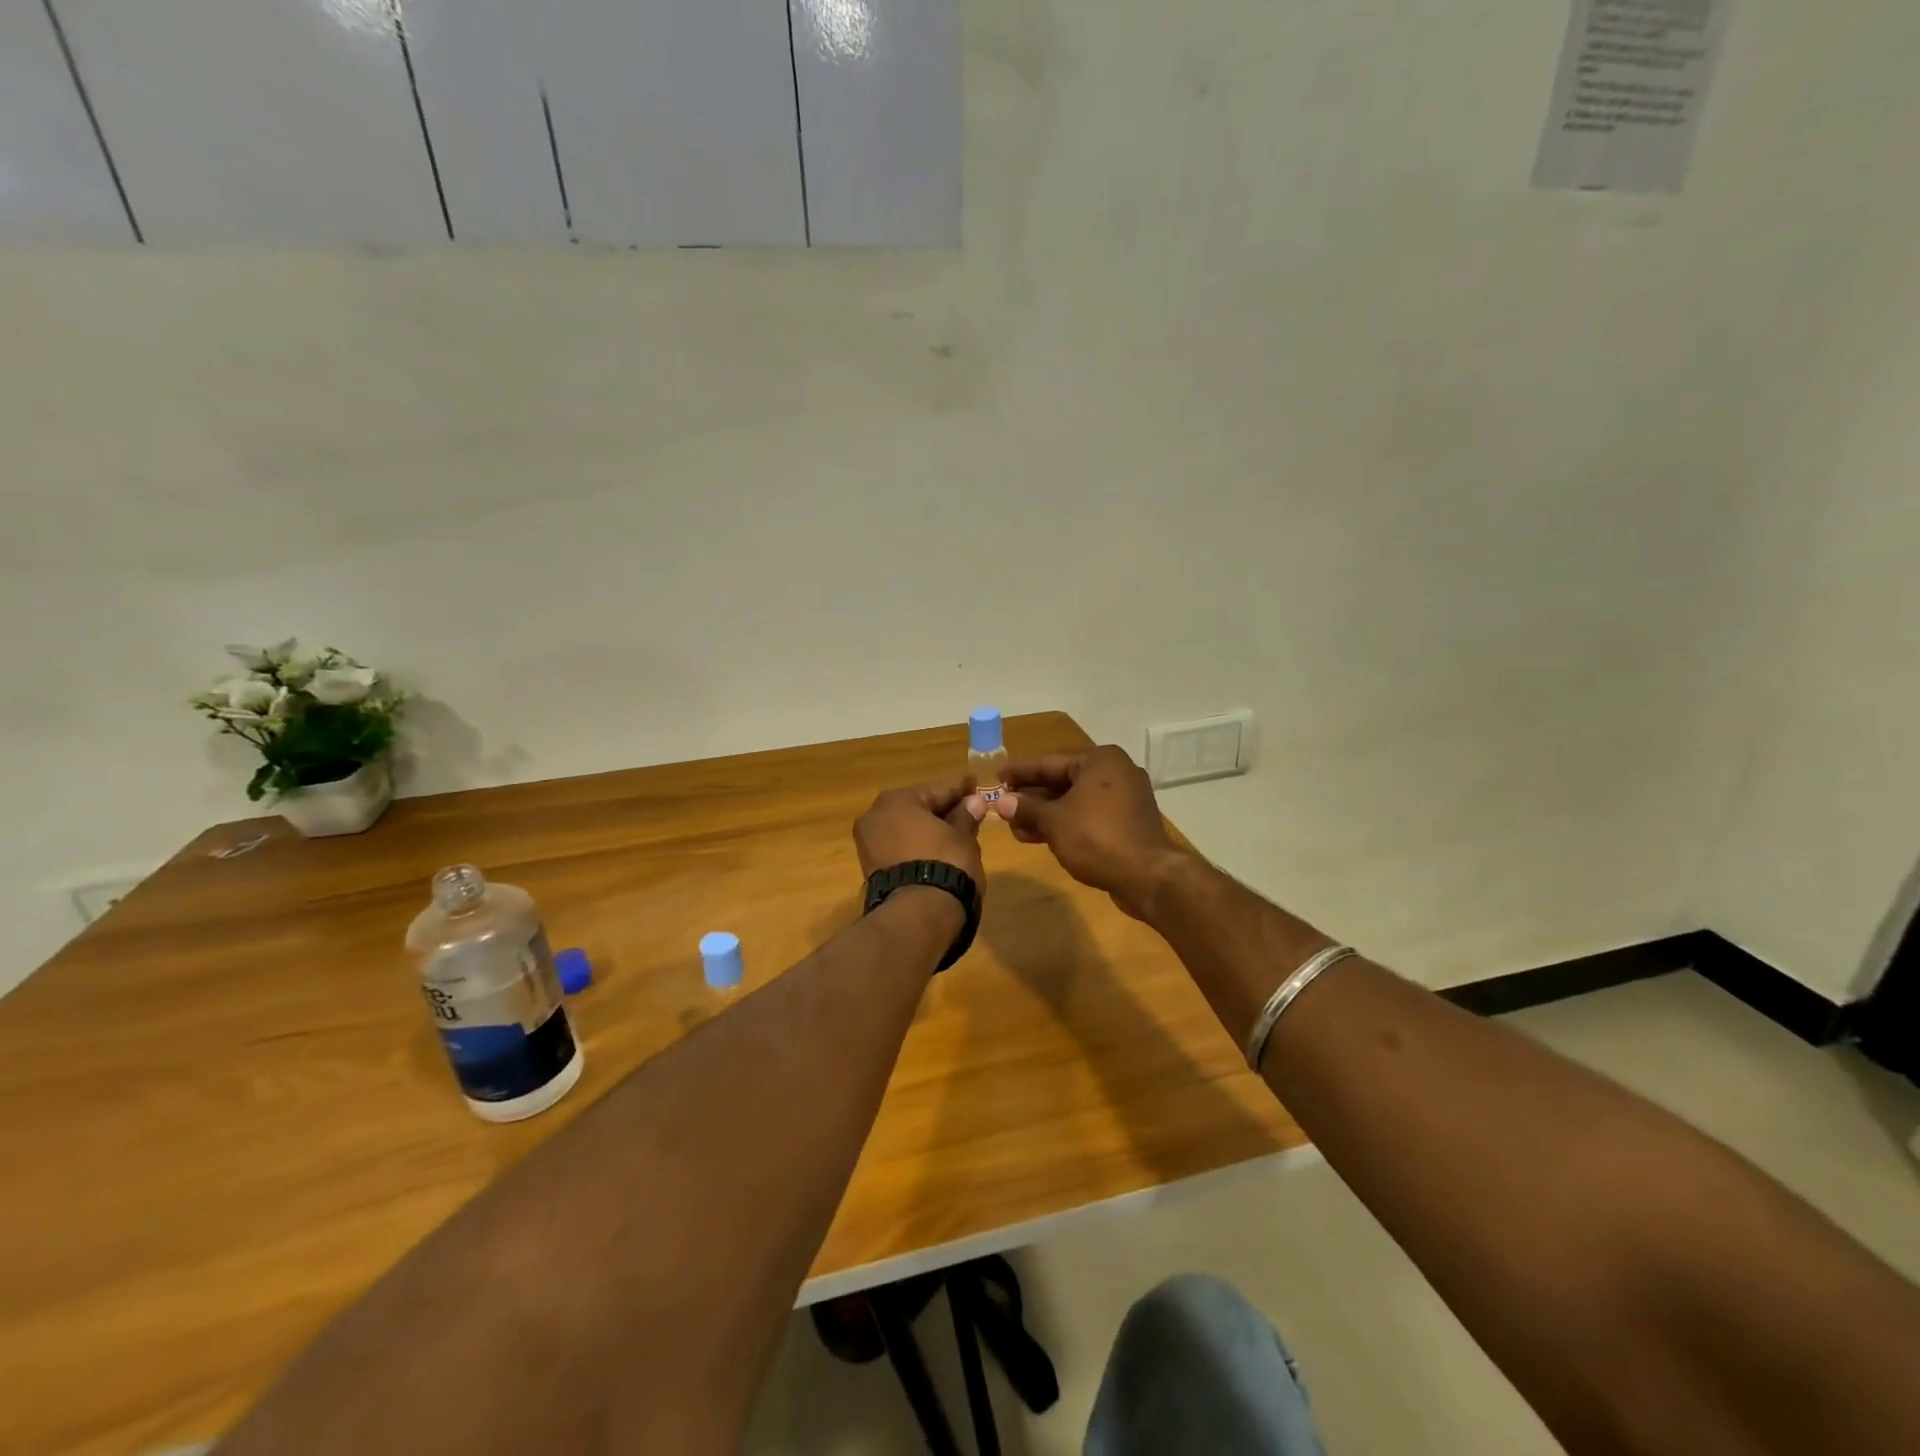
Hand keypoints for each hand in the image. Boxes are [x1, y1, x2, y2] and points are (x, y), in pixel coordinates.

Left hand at [854, 773, 985, 883]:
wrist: (917, 915)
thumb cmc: (945, 863)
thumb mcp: (962, 837)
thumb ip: (966, 816)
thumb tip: (974, 802)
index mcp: (897, 800)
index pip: (938, 788)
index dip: (960, 787)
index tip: (975, 783)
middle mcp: (876, 815)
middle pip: (918, 807)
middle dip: (942, 808)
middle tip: (968, 808)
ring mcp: (869, 843)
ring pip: (906, 828)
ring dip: (928, 828)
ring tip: (956, 831)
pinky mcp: (871, 868)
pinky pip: (900, 847)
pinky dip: (917, 845)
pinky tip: (937, 849)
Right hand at [996, 746, 1189, 918]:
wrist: (1148, 877)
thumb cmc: (1098, 838)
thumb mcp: (1055, 821)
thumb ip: (1027, 808)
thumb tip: (1002, 802)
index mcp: (1100, 761)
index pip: (1050, 762)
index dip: (1020, 771)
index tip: (996, 776)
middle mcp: (1115, 773)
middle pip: (1062, 781)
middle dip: (1031, 797)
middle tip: (1003, 805)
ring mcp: (1124, 799)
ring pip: (1074, 801)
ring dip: (1044, 814)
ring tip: (1014, 828)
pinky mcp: (1126, 823)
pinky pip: (1088, 816)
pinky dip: (1064, 824)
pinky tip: (1038, 837)